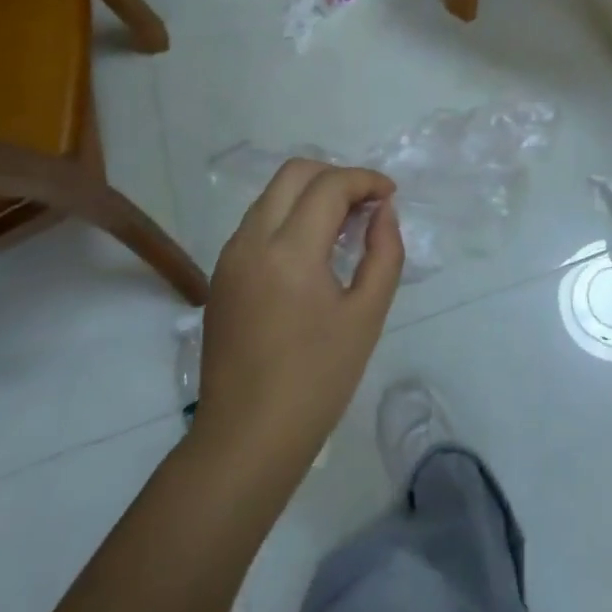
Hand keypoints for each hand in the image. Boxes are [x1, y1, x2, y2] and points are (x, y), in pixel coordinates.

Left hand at [195, 160, 403, 479]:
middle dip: (335, 175)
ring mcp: (230, 257)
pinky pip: (258, 223)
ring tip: (344, 225)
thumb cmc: (317, 380)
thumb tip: (383, 212)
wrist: (246, 439)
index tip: (390, 196)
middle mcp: (252, 241)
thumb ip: (384, 253)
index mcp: (290, 251)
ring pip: (272, 195)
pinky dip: (289, 216)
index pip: (329, 185)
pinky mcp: (221, 275)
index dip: (365, 180)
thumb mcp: (366, 315)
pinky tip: (313, 250)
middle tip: (366, 204)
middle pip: (294, 173)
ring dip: (310, 194)